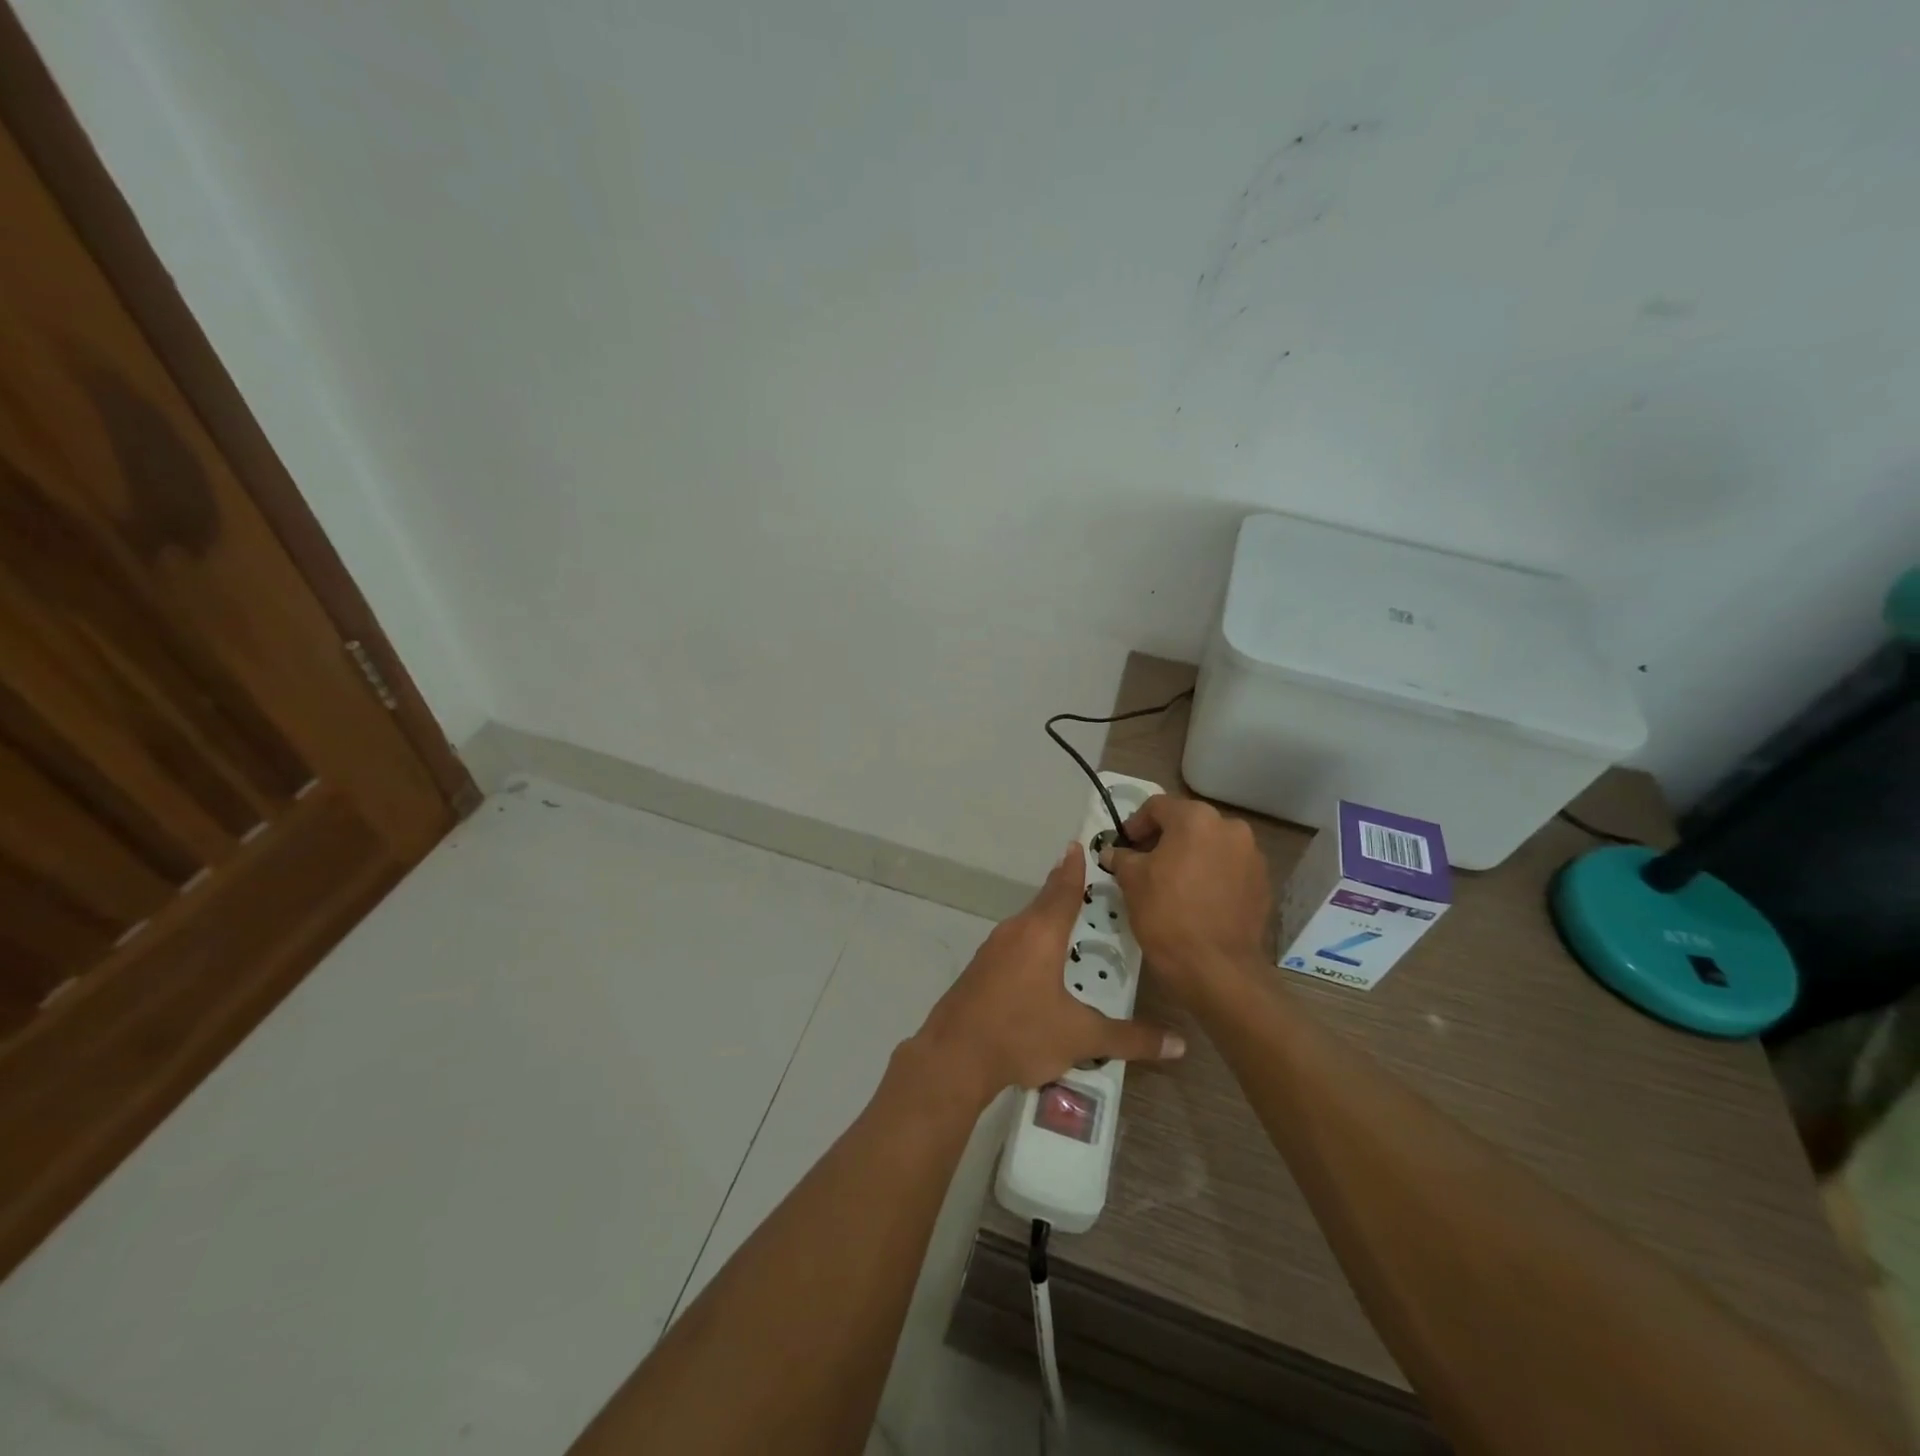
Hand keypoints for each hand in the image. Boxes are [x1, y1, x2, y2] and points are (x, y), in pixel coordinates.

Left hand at [914, 844, 1184, 1105]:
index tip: (1079, 845)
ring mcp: (992, 950)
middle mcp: (1015, 931)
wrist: (953, 1057)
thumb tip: (1179, 1044)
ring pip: (1028, 925)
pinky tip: (1043, 966)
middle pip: (1045, 903)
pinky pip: (1014, 945)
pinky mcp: (980, 970)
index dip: (1074, 868)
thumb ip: (1130, 1039)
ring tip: (1074, 927)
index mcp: (1041, 933)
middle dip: (1066, 893)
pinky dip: (1033, 944)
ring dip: (1049, 921)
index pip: (1063, 889)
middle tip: (1093, 890)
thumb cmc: (1021, 1033)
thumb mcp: (1082, 1037)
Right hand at [1100, 795, 1272, 999]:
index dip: (1135, 824)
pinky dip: (1211, 875)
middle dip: (1164, 839)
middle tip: (1144, 863)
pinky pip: (1229, 869)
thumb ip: (1122, 857)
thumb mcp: (1132, 881)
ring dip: (1190, 856)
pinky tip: (1197, 899)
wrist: (1217, 968)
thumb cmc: (1167, 915)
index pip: (1157, 807)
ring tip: (1172, 883)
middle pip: (1188, 823)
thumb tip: (1113, 853)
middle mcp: (1230, 827)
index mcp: (1196, 818)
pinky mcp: (1263, 884)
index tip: (1124, 845)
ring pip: (1211, 846)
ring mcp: (1252, 856)